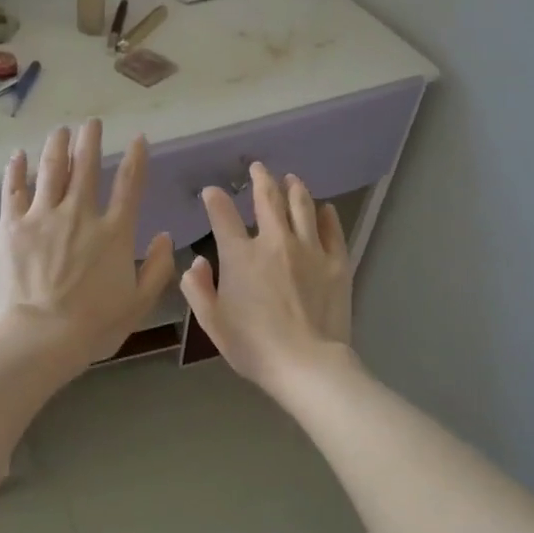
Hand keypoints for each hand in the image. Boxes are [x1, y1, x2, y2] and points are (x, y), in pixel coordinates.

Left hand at [0, 120, 175, 365]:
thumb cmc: (94, 325)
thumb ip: (157, 268)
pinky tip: (19, 155)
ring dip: (58, 145)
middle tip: (92, 123)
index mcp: (114, 232)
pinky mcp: (13, 226)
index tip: (137, 138)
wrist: (41, 336)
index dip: (136, 158)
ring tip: (61, 129)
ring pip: (52, 169)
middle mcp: (80, 214)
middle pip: (87, 166)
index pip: (130, 185)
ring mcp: (44, 216)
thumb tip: (165, 237)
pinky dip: (17, 170)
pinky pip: (15, 190)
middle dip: (91, 140)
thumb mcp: (139, 303)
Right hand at [179, 163, 352, 394]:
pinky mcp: (336, 263)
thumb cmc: (253, 346)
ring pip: (302, 207)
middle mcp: (275, 242)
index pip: (223, 216)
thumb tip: (196, 262)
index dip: (215, 200)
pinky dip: (326, 215)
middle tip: (259, 168)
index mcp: (240, 256)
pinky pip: (332, 230)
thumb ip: (198, 289)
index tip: (212, 192)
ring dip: (294, 188)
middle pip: (268, 200)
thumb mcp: (212, 322)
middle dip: (261, 179)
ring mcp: (310, 250)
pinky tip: (324, 209)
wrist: (307, 364)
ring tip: (291, 179)